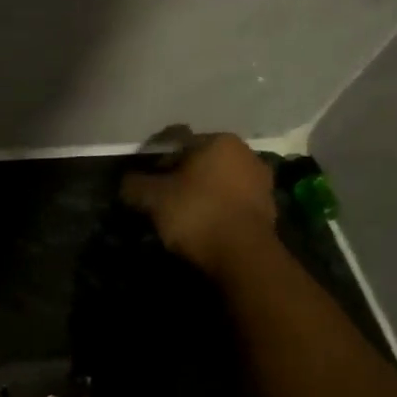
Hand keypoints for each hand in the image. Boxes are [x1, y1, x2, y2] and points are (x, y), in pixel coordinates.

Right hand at [121, 132, 277, 277]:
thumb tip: (127, 181)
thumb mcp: (152, 198)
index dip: (155, 163)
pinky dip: (217, 209)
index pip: (176, 143)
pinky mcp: (268, 208)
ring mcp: (261, 181)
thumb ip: (134, 184)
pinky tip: (204, 226)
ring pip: (218, 182)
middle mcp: (245, 152)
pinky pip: (232, 202)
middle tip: (161, 200)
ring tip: (181, 216)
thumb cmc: (196, 213)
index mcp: (218, 140)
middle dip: (180, 177)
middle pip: (200, 162)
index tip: (144, 184)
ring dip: (200, 193)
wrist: (243, 255)